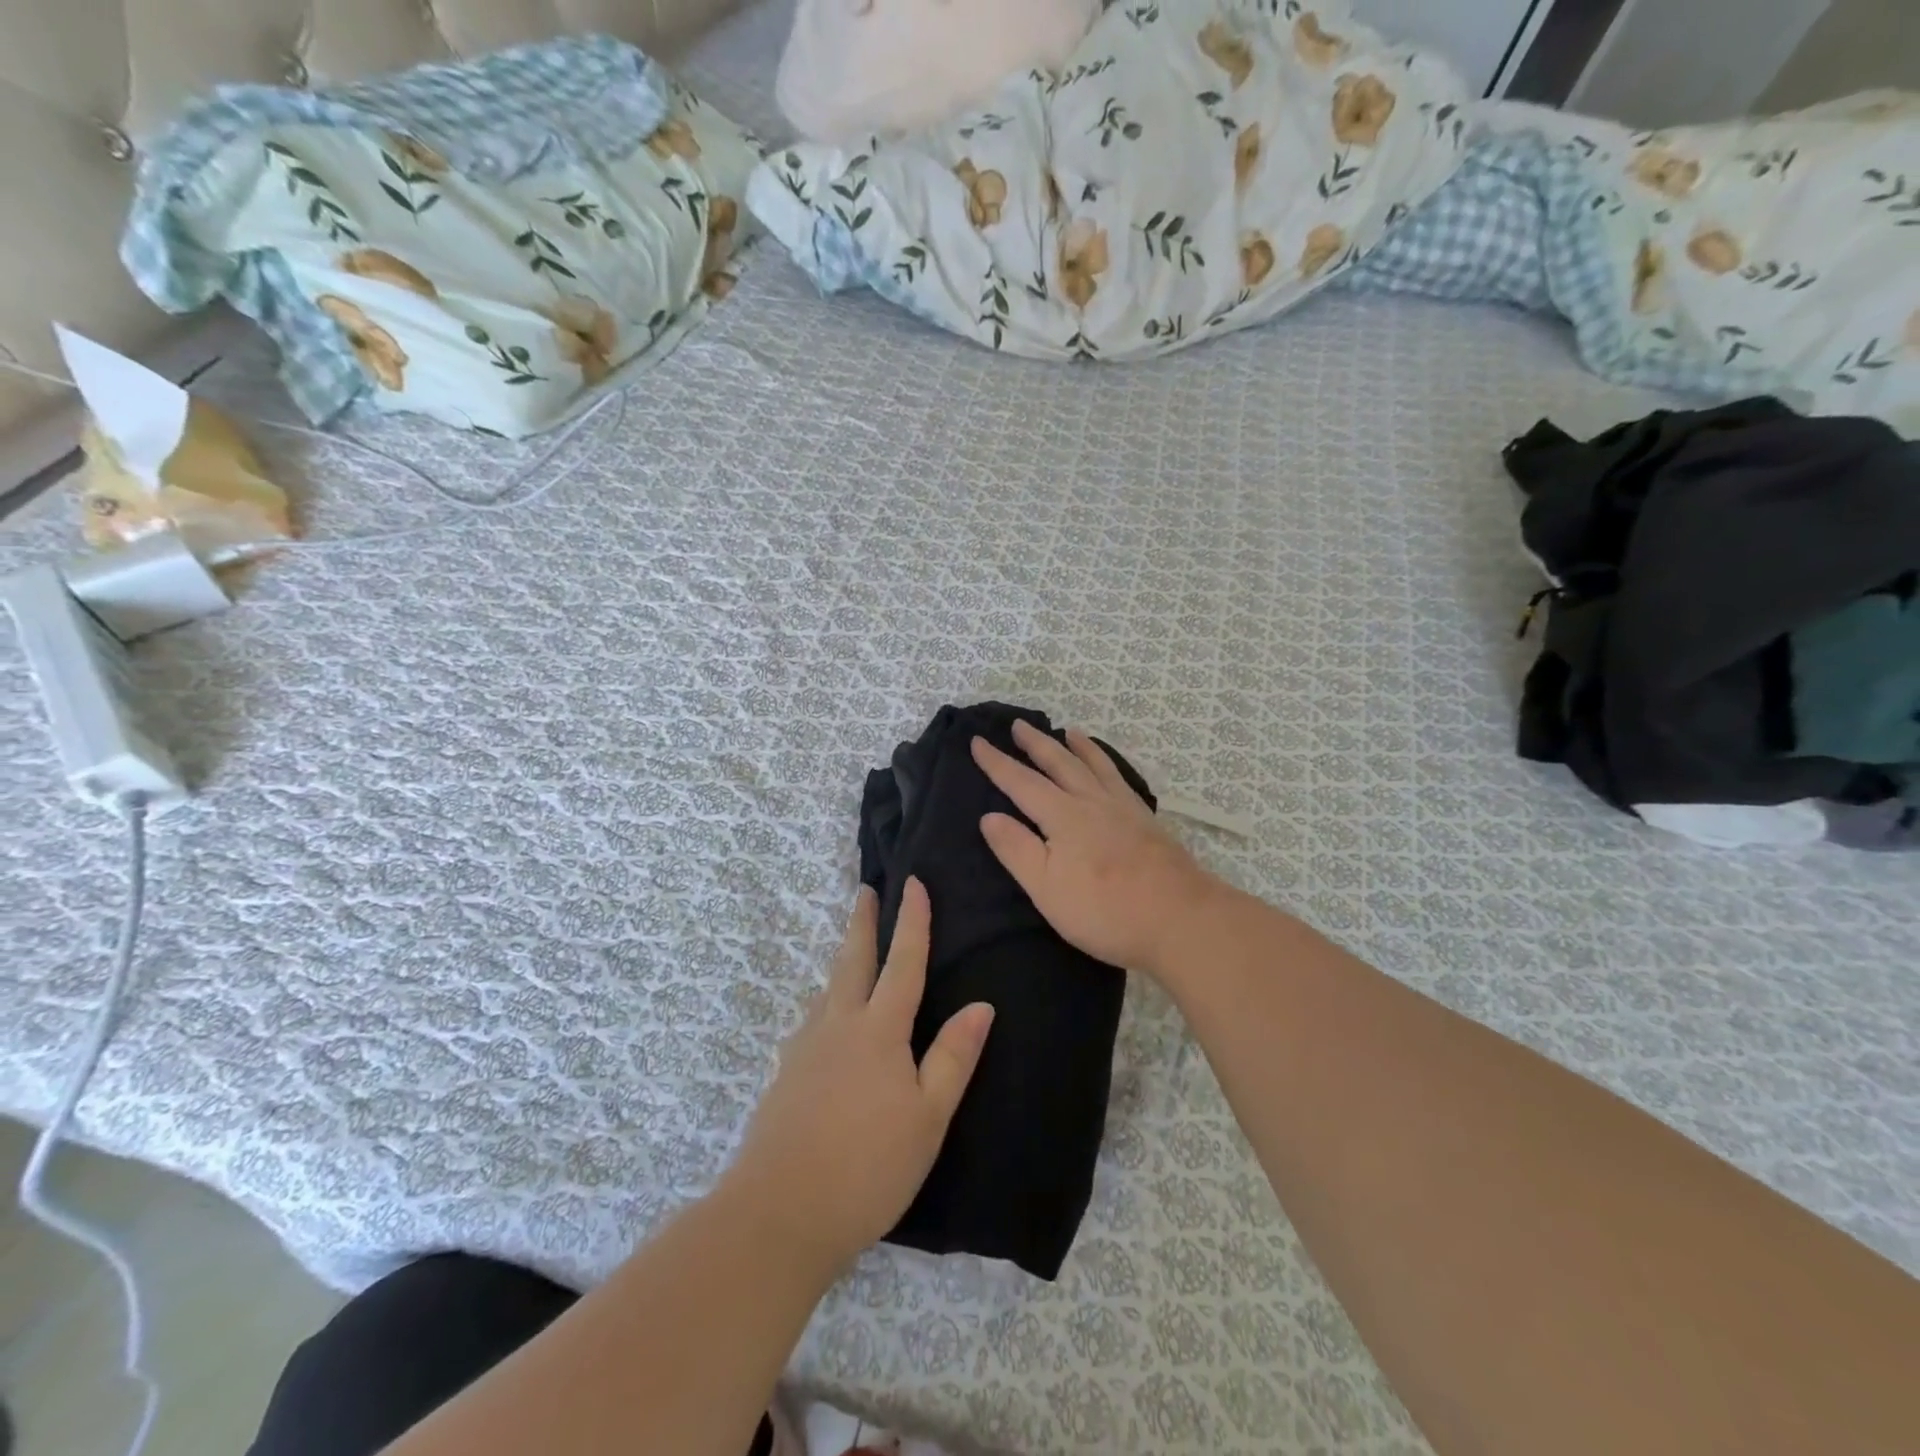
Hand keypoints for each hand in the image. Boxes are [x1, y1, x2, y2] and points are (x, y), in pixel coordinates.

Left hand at [726, 880, 992, 1272]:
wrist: (779, 1213)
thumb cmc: (868, 1165)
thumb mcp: (928, 1117)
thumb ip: (953, 1057)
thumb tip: (981, 1004)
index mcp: (878, 1030)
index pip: (902, 962)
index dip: (912, 922)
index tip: (913, 883)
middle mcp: (838, 1026)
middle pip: (852, 961)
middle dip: (863, 923)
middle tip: (865, 891)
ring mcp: (805, 1049)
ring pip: (828, 990)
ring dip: (843, 961)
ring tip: (852, 951)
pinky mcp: (785, 1076)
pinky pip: (813, 1022)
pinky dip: (827, 1003)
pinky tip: (827, 1023)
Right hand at [972, 721, 1219, 980]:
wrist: (1180, 918)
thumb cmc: (1104, 910)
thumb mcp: (1046, 888)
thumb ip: (1017, 849)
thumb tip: (989, 816)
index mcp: (1063, 816)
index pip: (1021, 783)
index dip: (997, 763)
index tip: (977, 741)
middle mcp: (1092, 802)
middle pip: (1059, 763)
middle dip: (1035, 744)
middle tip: (1018, 724)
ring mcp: (1124, 809)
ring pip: (1095, 765)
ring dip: (1077, 747)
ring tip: (1068, 731)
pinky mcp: (1147, 822)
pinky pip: (1120, 779)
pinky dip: (1109, 764)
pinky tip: (1110, 769)